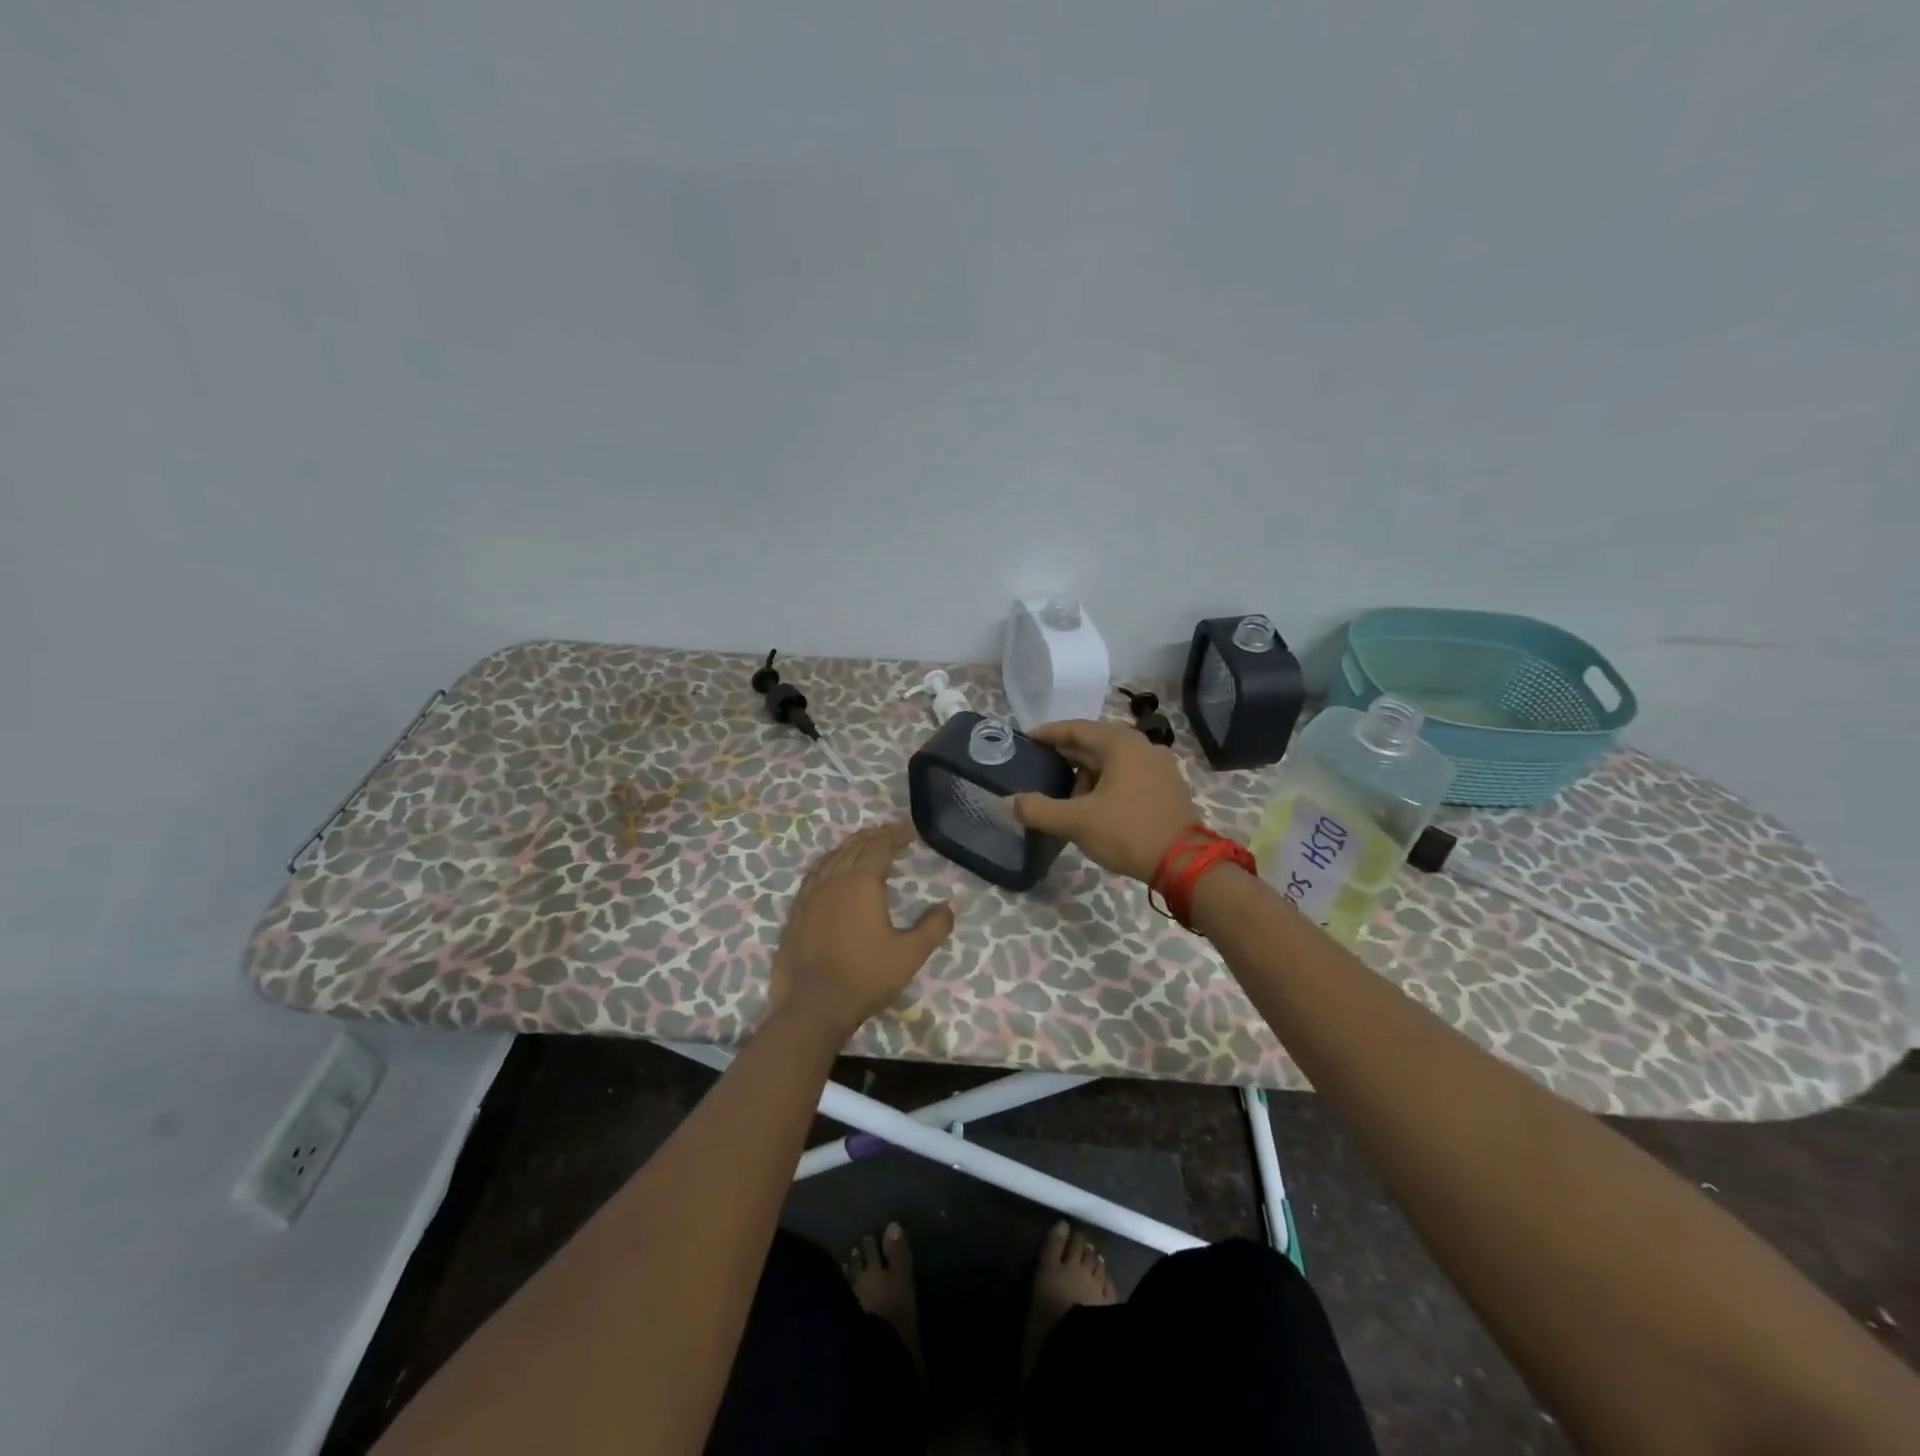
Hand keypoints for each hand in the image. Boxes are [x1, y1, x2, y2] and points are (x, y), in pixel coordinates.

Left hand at [767, 821, 954, 1043]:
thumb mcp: (910, 954)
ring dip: (851, 845)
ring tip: (864, 843)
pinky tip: (833, 869)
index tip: (910, 831)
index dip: (896, 835)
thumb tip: (950, 906)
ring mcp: (811, 893)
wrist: (813, 1006)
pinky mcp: (797, 909)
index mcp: (862, 882)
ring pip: (833, 856)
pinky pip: (815, 872)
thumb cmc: (866, 976)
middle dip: (875, 835)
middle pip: (855, 845)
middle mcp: (835, 878)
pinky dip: (830, 861)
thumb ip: (934, 927)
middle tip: (891, 832)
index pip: (881, 846)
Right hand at [1010, 720, 1199, 882]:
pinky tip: (1094, 805)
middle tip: (1040, 767)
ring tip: (1066, 795)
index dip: (1050, 733)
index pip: (1077, 729)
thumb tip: (1008, 802)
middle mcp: (1143, 746)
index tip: (1027, 739)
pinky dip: (1107, 783)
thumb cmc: (1128, 832)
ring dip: (1088, 773)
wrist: (1185, 864)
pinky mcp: (1167, 787)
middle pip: (1096, 743)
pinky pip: (1128, 775)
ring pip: (1113, 761)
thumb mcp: (1076, 822)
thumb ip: (1038, 810)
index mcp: (1121, 744)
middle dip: (1067, 755)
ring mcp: (1159, 766)